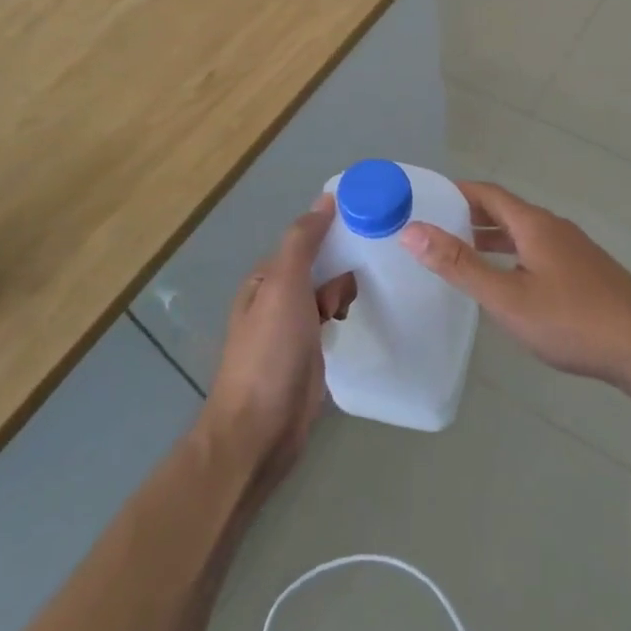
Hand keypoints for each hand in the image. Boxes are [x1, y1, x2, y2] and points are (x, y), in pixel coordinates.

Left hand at [202, 197, 356, 481]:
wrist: (260, 430)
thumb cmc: (270, 352)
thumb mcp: (284, 286)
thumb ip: (303, 242)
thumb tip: (325, 200)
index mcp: (266, 279)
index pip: (306, 240)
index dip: (335, 232)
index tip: (371, 227)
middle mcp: (278, 299)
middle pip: (320, 265)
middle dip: (344, 266)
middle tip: (364, 278)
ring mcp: (293, 329)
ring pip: (329, 294)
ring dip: (346, 293)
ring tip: (361, 303)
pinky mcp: (310, 355)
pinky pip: (333, 322)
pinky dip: (346, 317)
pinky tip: (361, 322)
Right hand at [402, 182, 630, 384]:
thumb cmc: (570, 320)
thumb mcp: (507, 297)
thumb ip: (460, 265)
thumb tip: (413, 230)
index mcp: (534, 224)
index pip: (488, 193)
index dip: (456, 191)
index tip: (425, 198)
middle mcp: (555, 227)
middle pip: (506, 210)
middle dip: (470, 215)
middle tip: (434, 229)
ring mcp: (574, 249)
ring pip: (524, 233)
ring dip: (492, 237)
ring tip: (461, 254)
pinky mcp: (585, 271)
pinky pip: (538, 250)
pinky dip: (513, 254)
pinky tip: (507, 282)